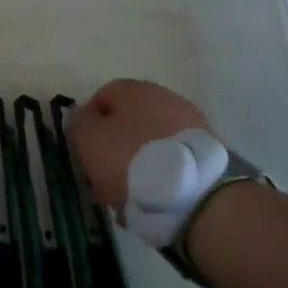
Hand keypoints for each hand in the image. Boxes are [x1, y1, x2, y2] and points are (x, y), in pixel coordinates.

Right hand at [65, 78, 213, 214]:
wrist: (196, 194)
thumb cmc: (132, 160)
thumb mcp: (90, 141)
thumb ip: (79, 124)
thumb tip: (81, 117)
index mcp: (133, 89)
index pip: (101, 97)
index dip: (88, 124)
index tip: (83, 152)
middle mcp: (163, 97)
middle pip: (129, 120)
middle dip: (114, 145)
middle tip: (104, 176)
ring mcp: (190, 123)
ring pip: (151, 141)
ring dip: (138, 162)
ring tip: (129, 195)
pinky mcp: (208, 152)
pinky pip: (174, 159)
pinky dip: (162, 174)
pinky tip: (155, 198)